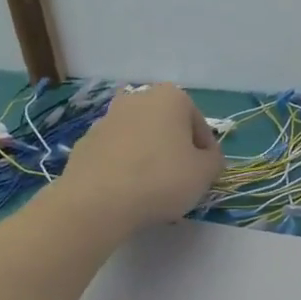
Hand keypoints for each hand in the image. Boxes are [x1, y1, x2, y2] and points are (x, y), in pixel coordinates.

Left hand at [58, 84, 223, 232]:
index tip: (205, 174)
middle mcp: (137, 99)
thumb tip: (208, 158)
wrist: (97, 201)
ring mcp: (107, 119)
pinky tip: (128, 192)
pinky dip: (125, 167)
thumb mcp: (205, 173)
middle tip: (181, 181)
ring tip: (153, 191)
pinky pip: (117, 154)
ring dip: (150, 158)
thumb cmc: (161, 179)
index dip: (206, 152)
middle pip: (167, 127)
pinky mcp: (86, 142)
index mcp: (170, 97)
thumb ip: (214, 161)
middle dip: (176, 150)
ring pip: (140, 139)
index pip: (199, 125)